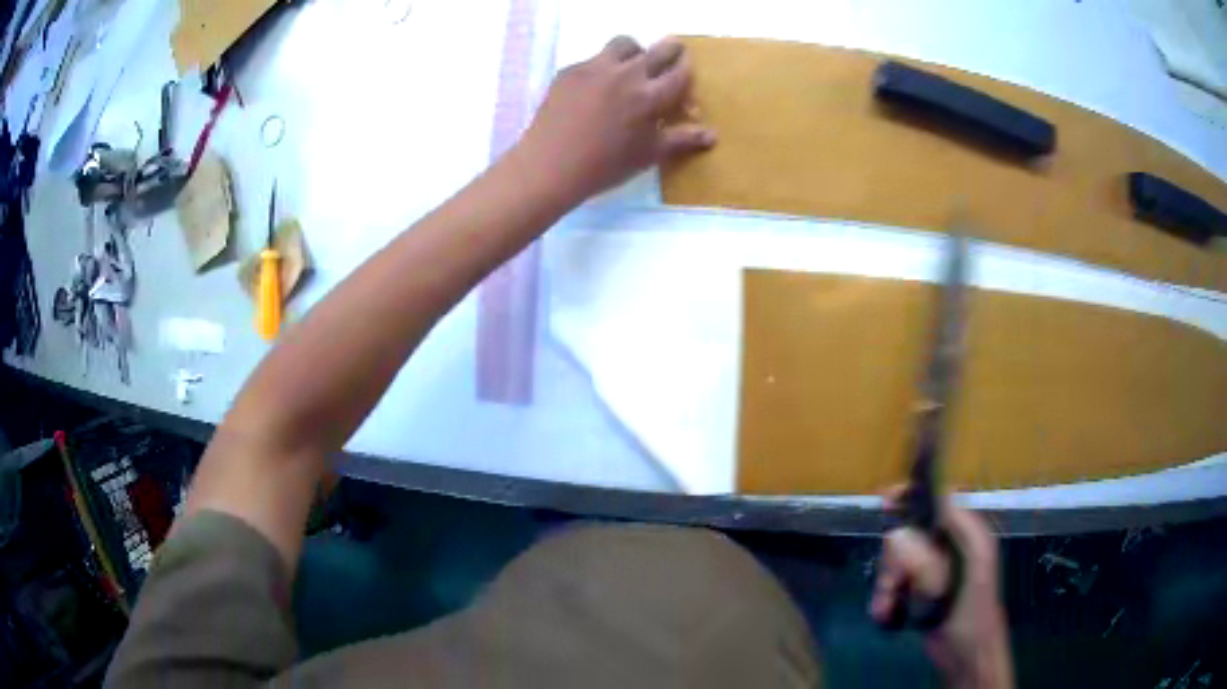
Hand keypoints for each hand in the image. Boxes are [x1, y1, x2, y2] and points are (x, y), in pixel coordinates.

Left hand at [516, 36, 715, 206]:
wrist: (550, 165)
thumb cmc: (605, 165)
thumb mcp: (648, 155)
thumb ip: (682, 140)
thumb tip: (712, 135)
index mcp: (651, 96)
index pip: (680, 73)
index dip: (687, 69)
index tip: (687, 68)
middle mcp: (627, 74)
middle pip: (658, 49)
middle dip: (671, 49)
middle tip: (672, 52)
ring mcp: (596, 68)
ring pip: (624, 44)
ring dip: (635, 51)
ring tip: (631, 66)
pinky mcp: (570, 71)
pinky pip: (593, 59)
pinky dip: (603, 67)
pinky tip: (596, 87)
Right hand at [871, 490, 1013, 688]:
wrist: (967, 655)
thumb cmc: (973, 609)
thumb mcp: (971, 567)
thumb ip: (953, 535)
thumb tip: (923, 509)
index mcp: (964, 535)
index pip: (936, 502)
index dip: (911, 498)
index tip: (884, 501)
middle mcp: (947, 547)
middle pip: (908, 535)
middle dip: (894, 560)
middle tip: (892, 582)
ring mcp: (931, 571)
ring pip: (896, 562)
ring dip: (887, 585)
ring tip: (887, 607)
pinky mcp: (917, 592)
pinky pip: (892, 584)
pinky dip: (885, 598)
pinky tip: (887, 614)